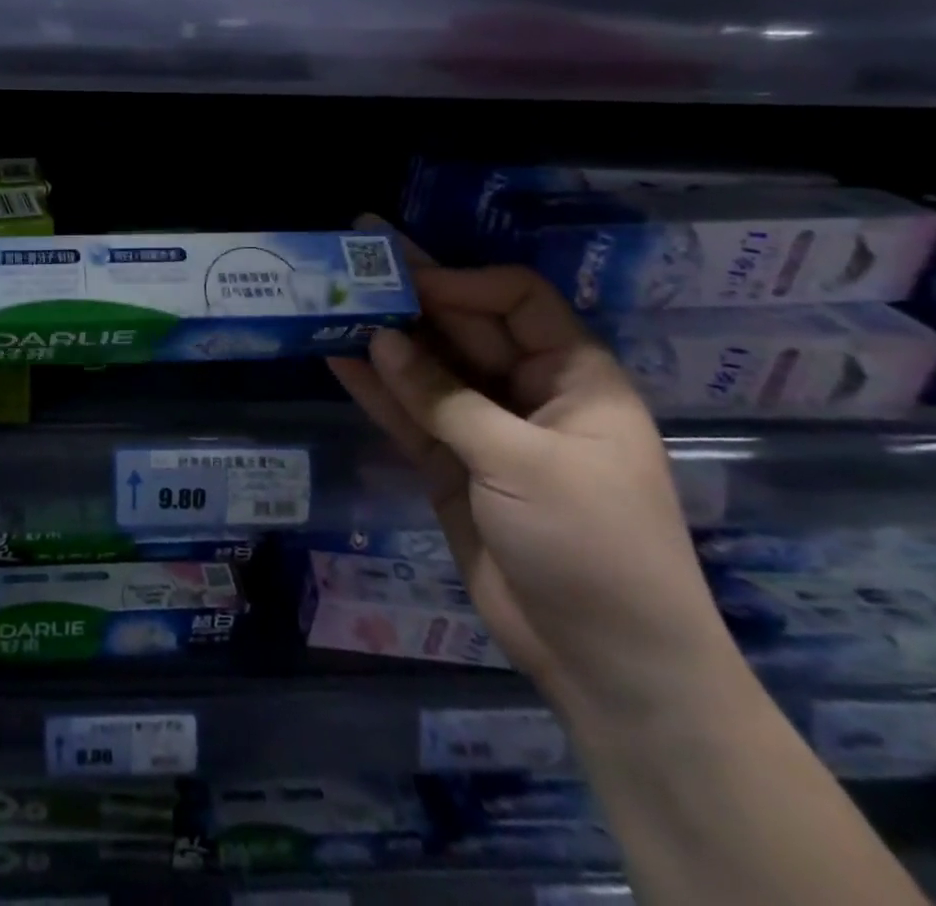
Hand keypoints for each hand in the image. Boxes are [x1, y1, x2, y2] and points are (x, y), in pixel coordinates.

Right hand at [329, 241, 738, 722]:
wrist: (606, 665)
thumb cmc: (592, 545)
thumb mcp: (522, 463)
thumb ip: (444, 398)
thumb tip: (380, 339)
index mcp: (573, 377)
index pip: (515, 301)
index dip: (460, 283)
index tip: (401, 278)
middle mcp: (527, 393)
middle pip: (463, 330)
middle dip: (411, 302)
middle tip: (349, 271)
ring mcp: (485, 431)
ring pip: (428, 371)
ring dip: (384, 342)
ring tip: (330, 306)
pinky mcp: (451, 467)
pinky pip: (409, 416)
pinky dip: (376, 390)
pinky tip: (337, 360)